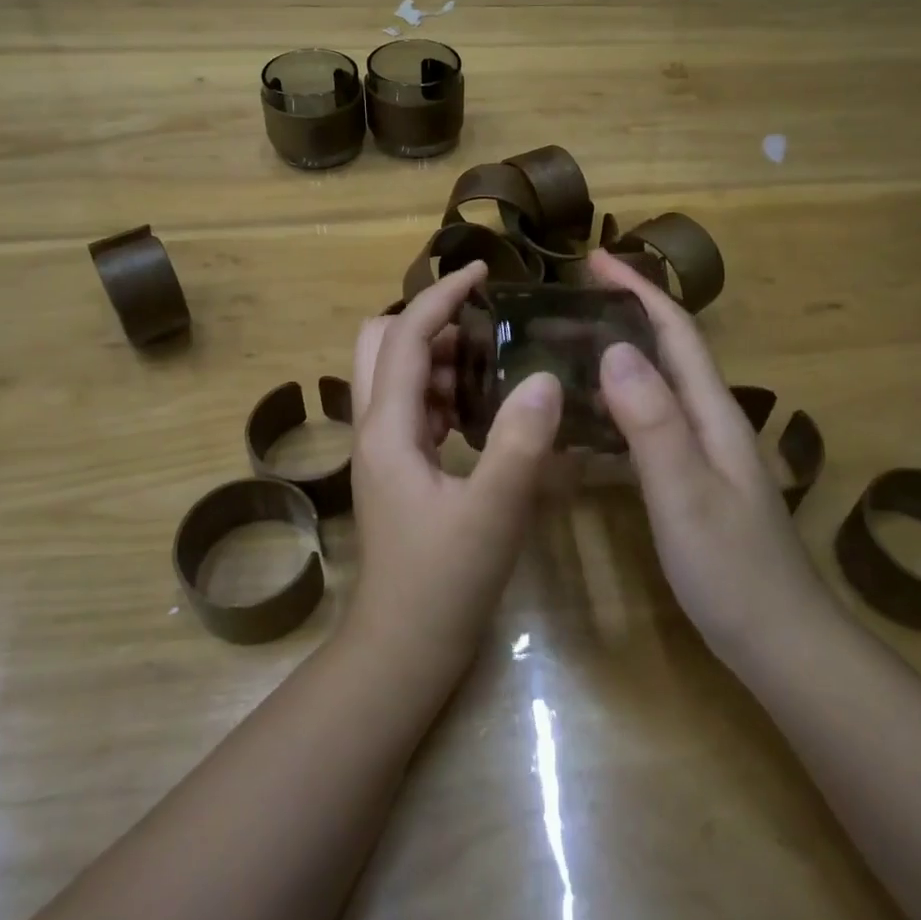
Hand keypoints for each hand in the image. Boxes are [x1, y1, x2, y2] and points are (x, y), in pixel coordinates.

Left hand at [346, 262, 563, 681]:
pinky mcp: (396, 469)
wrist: (402, 648)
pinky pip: (412, 407)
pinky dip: (442, 390)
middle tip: (486, 326)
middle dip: (429, 321)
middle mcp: (374, 428)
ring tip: (495, 363)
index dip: (441, 296)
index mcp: (388, 428)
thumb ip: (520, 442)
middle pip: (381, 344)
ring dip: (438, 356)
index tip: (484, 271)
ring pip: (397, 375)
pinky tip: (483, 409)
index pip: (406, 336)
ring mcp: (382, 449)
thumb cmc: (444, 582)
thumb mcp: (494, 512)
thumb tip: (545, 376)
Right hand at [584, 250, 825, 658]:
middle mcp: (710, 420)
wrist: (780, 643)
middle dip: (623, 313)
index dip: (638, 290)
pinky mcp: (690, 480)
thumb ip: (653, 422)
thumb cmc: (732, 569)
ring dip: (617, 355)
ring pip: (656, 385)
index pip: (676, 332)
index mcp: (712, 412)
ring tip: (565, 347)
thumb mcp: (686, 493)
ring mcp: (702, 452)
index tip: (593, 260)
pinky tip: (585, 418)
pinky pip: (648, 423)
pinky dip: (615, 404)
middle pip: (667, 350)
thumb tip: (616, 348)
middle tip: (564, 304)